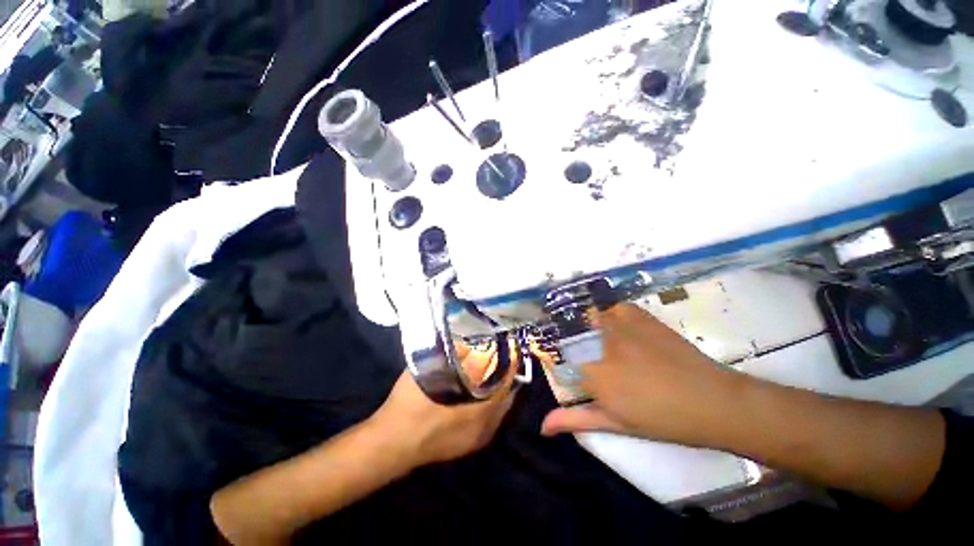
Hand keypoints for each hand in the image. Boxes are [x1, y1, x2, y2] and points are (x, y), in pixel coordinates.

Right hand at [372, 341, 518, 467]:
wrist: (389, 444)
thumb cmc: (410, 406)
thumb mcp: (431, 372)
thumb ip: (452, 356)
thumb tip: (468, 344)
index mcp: (480, 412)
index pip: (507, 384)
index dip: (510, 365)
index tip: (509, 349)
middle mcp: (485, 429)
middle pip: (506, 399)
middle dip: (505, 378)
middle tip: (499, 359)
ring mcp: (476, 441)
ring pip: (498, 411)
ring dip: (497, 392)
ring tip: (491, 373)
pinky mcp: (467, 447)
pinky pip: (488, 421)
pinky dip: (488, 404)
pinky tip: (476, 394)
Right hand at [541, 303, 745, 446]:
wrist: (712, 400)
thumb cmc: (662, 419)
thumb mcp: (616, 424)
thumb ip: (576, 420)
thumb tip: (542, 426)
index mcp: (595, 375)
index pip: (564, 362)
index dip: (566, 366)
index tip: (573, 370)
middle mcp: (602, 346)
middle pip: (574, 337)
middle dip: (575, 345)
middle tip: (588, 355)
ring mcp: (621, 328)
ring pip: (591, 317)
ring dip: (589, 326)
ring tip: (599, 339)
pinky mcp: (640, 317)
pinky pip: (615, 307)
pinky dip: (611, 313)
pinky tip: (618, 325)